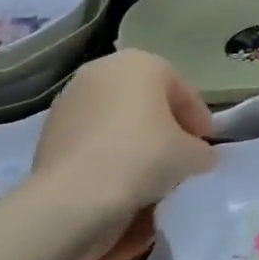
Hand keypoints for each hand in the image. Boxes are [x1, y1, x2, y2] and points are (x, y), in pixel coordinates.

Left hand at [32, 50, 215, 222]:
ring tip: (150, 170)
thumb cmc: (141, 159)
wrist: (72, 197)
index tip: (207, 146)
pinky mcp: (51, 127)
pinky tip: (119, 177)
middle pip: (147, 98)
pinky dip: (109, 149)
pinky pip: (94, 135)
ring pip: (117, 115)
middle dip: (166, 123)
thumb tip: (198, 156)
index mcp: (141, 63)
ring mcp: (72, 96)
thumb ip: (201, 150)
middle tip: (180, 155)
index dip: (199, 118)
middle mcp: (104, 69)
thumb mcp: (191, 156)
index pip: (182, 89)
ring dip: (136, 136)